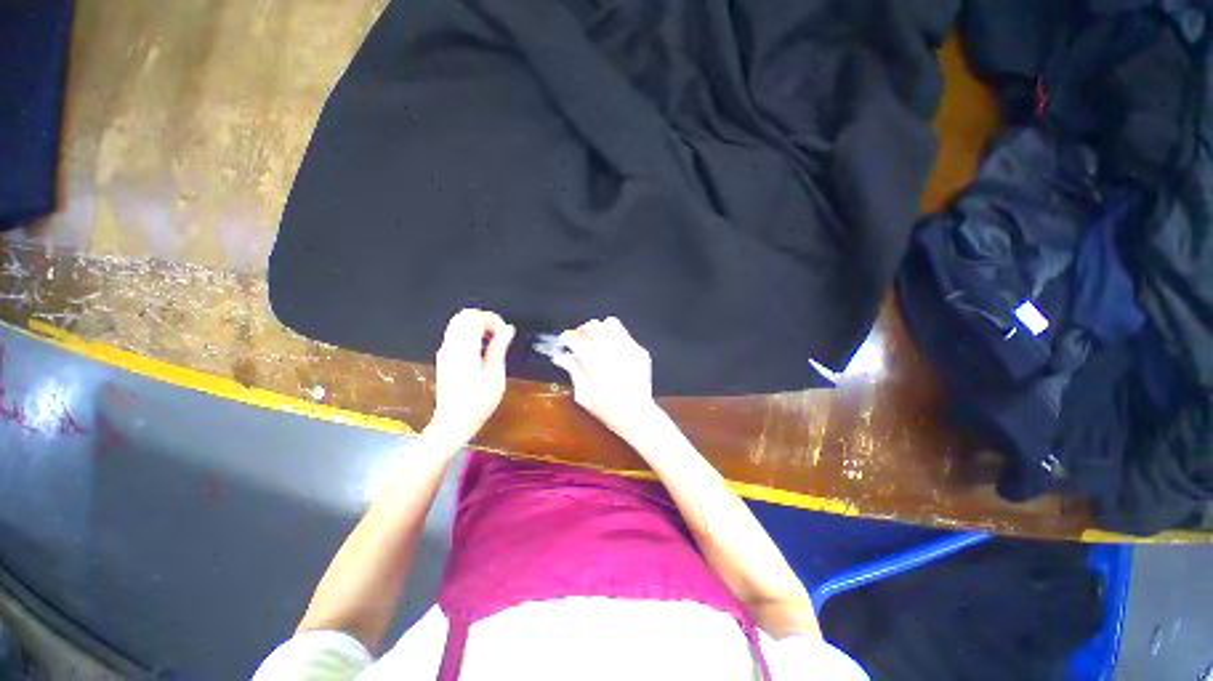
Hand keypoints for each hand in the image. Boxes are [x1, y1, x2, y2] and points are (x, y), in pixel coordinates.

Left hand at [424, 309, 515, 447]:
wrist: (453, 423)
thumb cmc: (478, 403)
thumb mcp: (495, 376)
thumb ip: (499, 348)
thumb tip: (508, 329)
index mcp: (464, 349)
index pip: (476, 318)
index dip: (494, 321)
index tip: (506, 336)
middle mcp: (450, 346)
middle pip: (465, 315)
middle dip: (485, 320)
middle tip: (500, 336)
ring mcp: (445, 351)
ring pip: (458, 323)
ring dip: (477, 326)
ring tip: (492, 343)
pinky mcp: (444, 357)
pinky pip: (456, 334)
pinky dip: (470, 334)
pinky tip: (481, 350)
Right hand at [551, 317, 661, 438]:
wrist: (637, 413)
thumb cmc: (607, 408)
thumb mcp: (583, 394)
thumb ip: (573, 370)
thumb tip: (560, 355)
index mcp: (598, 367)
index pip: (579, 341)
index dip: (568, 337)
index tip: (565, 339)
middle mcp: (615, 354)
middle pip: (595, 326)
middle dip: (584, 329)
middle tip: (580, 339)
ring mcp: (630, 350)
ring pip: (611, 323)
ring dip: (600, 329)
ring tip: (596, 341)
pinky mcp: (640, 351)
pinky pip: (624, 334)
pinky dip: (614, 337)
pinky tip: (611, 351)